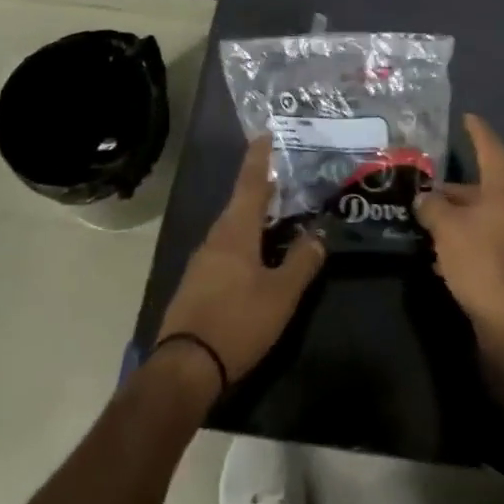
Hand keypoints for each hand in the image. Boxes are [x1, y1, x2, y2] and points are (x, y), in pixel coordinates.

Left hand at [155, 137, 326, 389]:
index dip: (259, 159)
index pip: (250, 184)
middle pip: (239, 204)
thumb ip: (302, 262)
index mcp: (235, 232)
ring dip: (252, 216)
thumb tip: (319, 235)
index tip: (265, 135)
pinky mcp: (197, 284)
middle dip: (260, 189)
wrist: (185, 368)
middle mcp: (215, 238)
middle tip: (283, 178)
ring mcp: (202, 262)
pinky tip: (256, 255)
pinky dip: (244, 240)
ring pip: (231, 228)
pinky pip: (225, 249)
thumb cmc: (237, 322)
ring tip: (275, 214)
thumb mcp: (281, 294)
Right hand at [413, 114, 503, 344]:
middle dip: (452, 190)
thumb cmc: (482, 264)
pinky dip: (461, 245)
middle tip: (422, 189)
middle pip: (481, 190)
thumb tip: (424, 199)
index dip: (478, 133)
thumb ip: (432, 207)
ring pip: (479, 220)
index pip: (492, 152)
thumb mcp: (448, 229)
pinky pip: (481, 246)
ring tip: (423, 222)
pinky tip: (438, 259)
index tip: (467, 117)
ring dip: (453, 220)